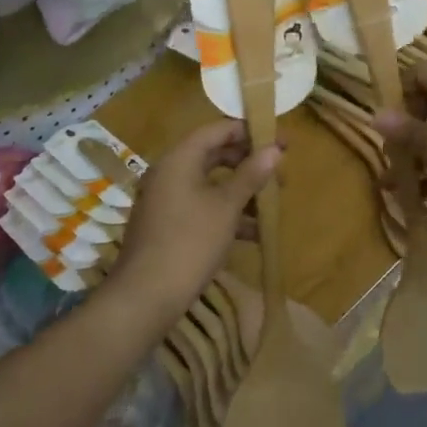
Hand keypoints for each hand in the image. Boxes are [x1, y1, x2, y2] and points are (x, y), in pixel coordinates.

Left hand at [112, 120, 280, 321]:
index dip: (249, 131)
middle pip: (214, 155)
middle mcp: (170, 173)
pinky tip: (254, 233)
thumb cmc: (190, 242)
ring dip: (242, 191)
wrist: (146, 296)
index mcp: (180, 159)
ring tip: (272, 203)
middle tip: (280, 172)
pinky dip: (227, 213)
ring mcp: (167, 200)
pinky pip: (203, 206)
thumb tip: (275, 149)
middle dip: (249, 163)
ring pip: (211, 184)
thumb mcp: (226, 207)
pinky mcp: (169, 225)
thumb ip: (251, 175)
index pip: (217, 130)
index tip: (279, 139)